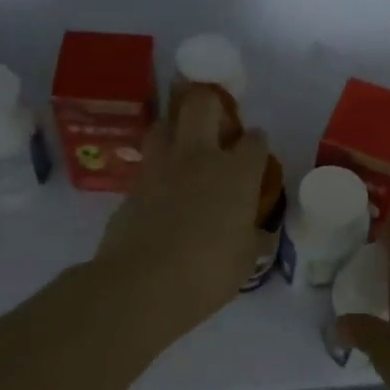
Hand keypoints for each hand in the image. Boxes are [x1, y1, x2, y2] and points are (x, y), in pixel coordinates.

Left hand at [95, 91, 270, 344]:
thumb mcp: (246, 258)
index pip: (254, 140)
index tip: (255, 151)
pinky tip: (162, 187)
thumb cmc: (208, 273)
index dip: (257, 143)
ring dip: (176, 129)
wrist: (142, 285)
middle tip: (217, 126)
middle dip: (212, 104)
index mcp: (237, 173)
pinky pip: (148, 162)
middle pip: (203, 104)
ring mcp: (161, 167)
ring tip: (184, 148)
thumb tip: (255, 230)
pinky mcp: (132, 185)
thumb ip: (251, 235)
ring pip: (164, 123)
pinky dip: (157, 167)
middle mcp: (199, 157)